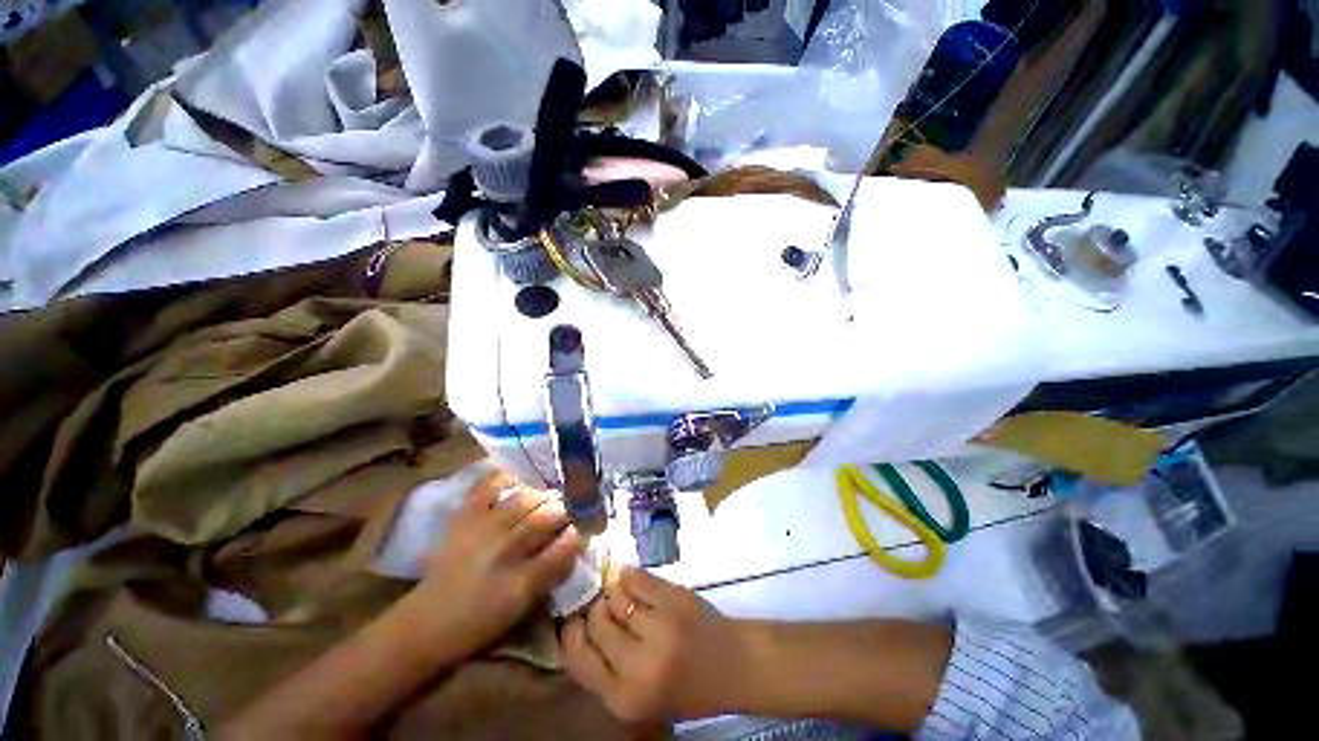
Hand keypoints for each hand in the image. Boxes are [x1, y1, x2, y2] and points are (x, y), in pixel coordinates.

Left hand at [415, 469, 581, 654]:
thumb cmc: (481, 621)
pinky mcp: (465, 516)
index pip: (566, 545)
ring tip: (546, 499)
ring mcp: (484, 528)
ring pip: (526, 498)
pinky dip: (504, 478)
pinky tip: (516, 482)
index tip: (583, 528)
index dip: (579, 532)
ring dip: (543, 495)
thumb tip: (575, 542)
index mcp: (523, 580)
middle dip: (565, 510)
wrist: (427, 622)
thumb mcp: (524, 605)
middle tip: (568, 511)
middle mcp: (506, 550)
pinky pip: (488, 485)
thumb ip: (552, 572)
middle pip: (548, 516)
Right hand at [559, 567, 751, 721]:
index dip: (571, 633)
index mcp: (626, 699)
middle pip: (596, 622)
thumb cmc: (685, 687)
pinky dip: (632, 576)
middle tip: (605, 606)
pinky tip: (635, 581)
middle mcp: (639, 666)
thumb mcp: (639, 697)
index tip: (574, 619)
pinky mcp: (675, 599)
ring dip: (615, 592)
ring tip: (626, 597)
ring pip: (615, 596)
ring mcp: (660, 628)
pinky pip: (637, 577)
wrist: (734, 666)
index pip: (577, 658)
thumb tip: (578, 622)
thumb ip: (606, 669)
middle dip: (596, 610)